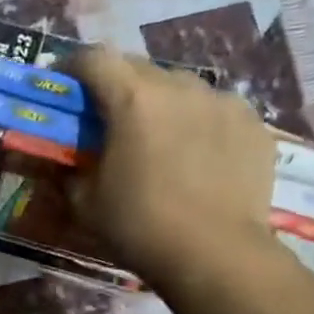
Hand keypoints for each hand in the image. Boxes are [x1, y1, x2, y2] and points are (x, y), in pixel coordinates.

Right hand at [64, 45, 277, 290]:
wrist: (216, 255)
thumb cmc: (139, 226)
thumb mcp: (85, 201)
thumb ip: (69, 168)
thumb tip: (66, 158)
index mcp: (132, 99)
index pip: (94, 58)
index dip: (71, 65)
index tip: (60, 81)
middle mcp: (179, 86)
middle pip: (138, 66)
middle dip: (116, 83)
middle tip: (105, 115)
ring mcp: (222, 102)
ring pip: (180, 86)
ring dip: (159, 100)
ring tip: (155, 134)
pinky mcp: (253, 123)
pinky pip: (215, 109)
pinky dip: (197, 121)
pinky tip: (195, 153)